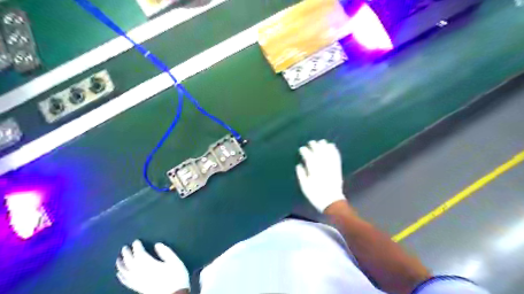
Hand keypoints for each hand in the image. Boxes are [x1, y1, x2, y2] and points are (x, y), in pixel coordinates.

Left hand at [115, 240, 189, 292]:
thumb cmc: (175, 277)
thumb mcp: (175, 261)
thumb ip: (166, 251)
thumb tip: (157, 244)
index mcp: (149, 264)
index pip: (139, 253)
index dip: (137, 246)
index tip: (136, 241)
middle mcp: (140, 272)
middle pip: (130, 262)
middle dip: (127, 253)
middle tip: (124, 247)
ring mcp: (137, 281)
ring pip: (125, 271)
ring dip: (121, 264)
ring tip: (118, 258)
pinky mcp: (137, 288)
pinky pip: (126, 281)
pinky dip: (121, 276)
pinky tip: (119, 273)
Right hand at [296, 139, 346, 210]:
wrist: (331, 201)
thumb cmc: (315, 195)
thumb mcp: (304, 186)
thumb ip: (301, 174)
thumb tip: (299, 165)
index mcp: (313, 169)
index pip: (308, 156)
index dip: (304, 151)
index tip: (301, 149)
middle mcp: (322, 165)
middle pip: (318, 151)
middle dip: (314, 146)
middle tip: (311, 142)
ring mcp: (331, 166)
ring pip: (327, 152)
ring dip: (324, 146)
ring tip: (321, 141)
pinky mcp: (337, 168)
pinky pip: (336, 156)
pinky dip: (334, 150)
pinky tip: (332, 146)